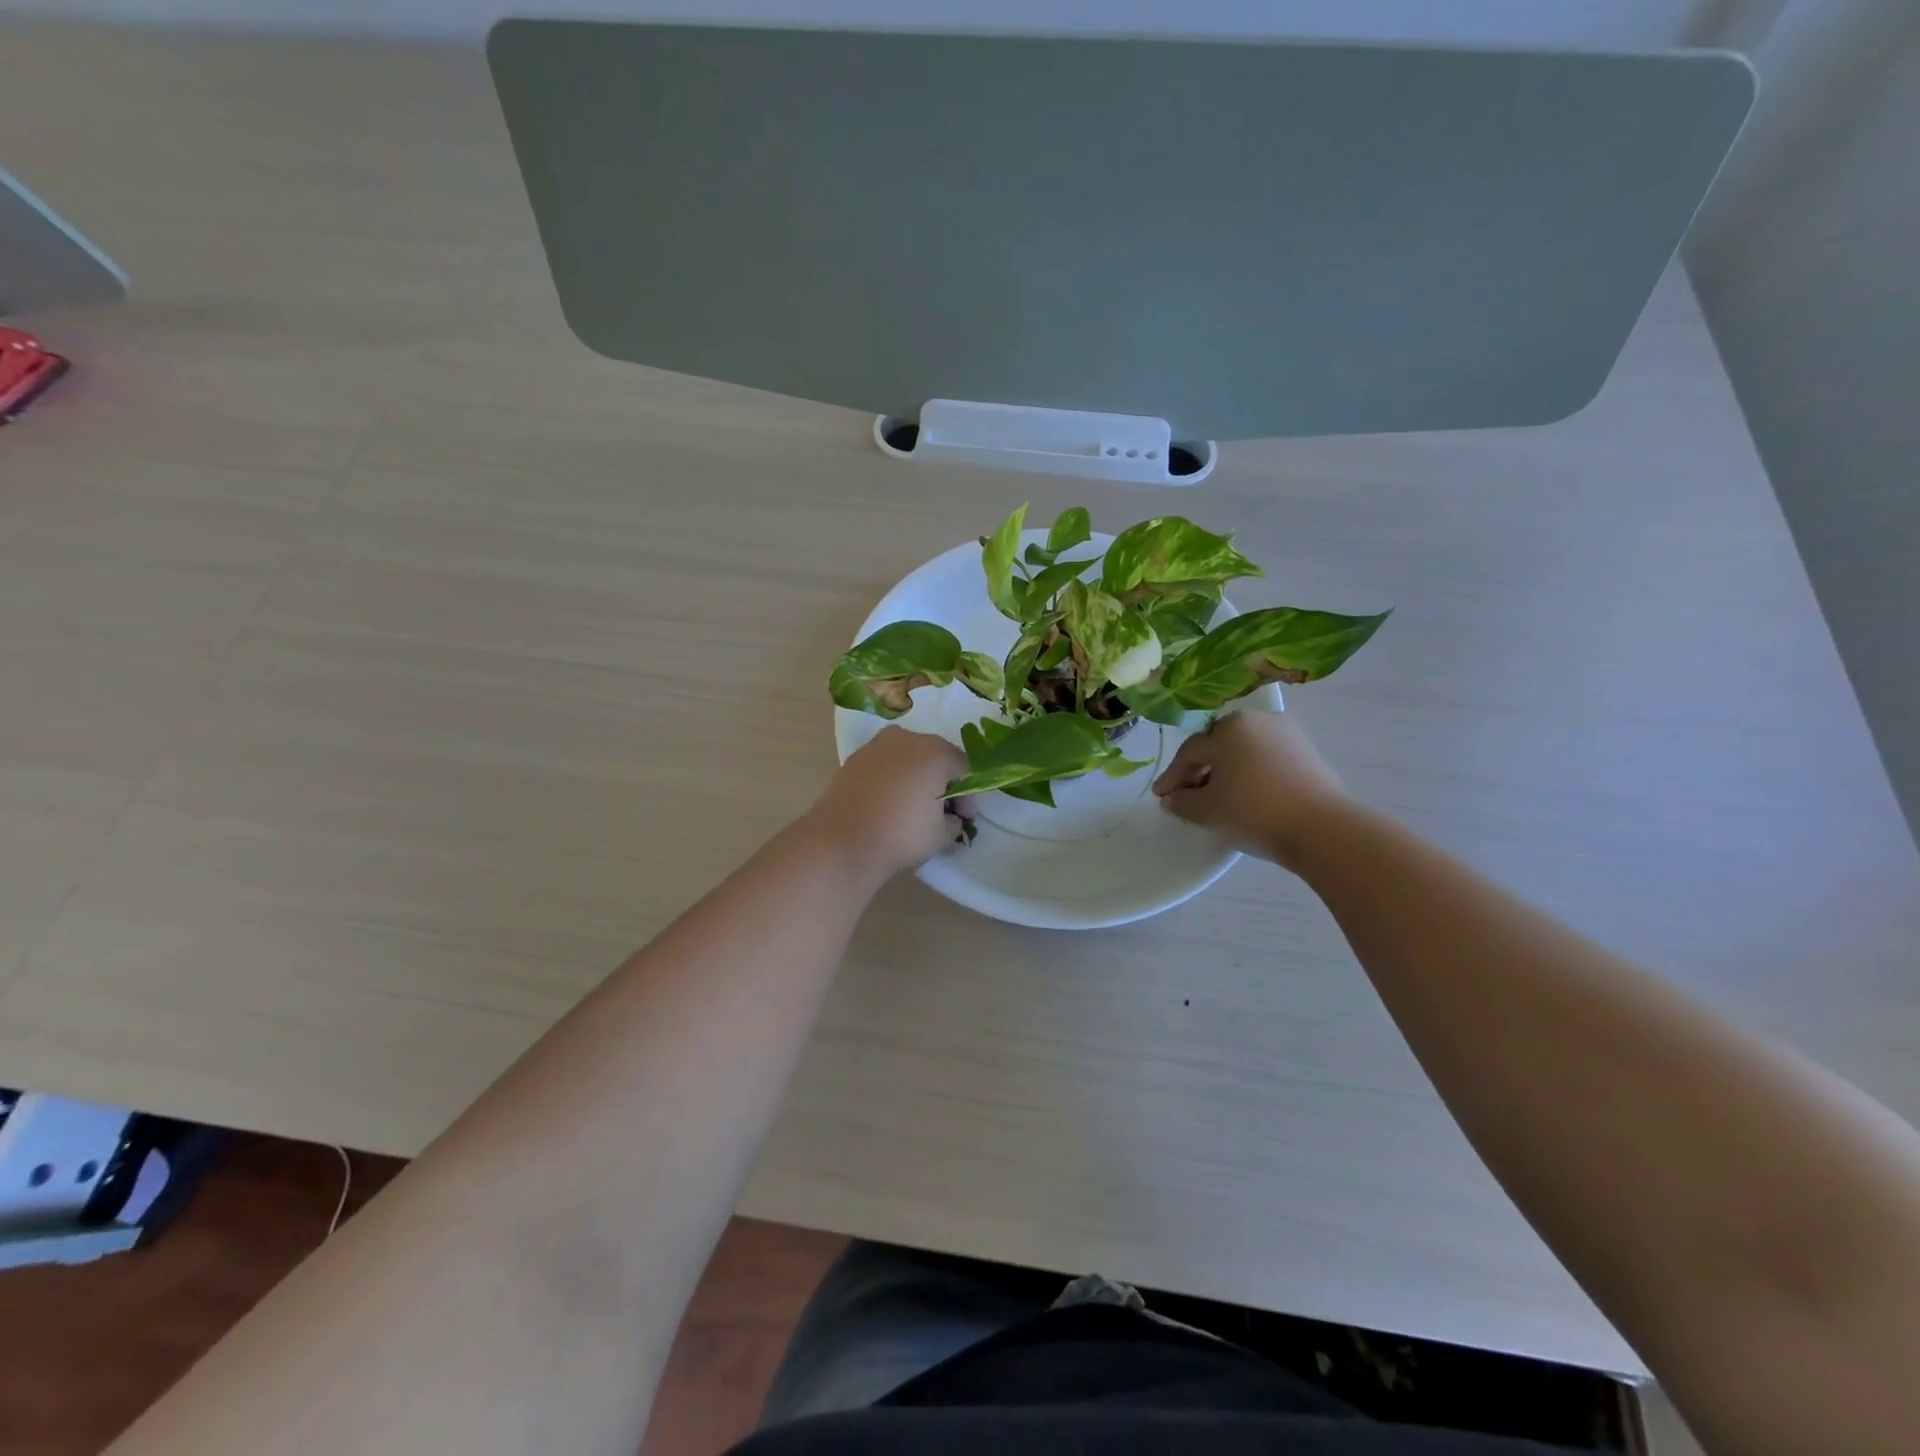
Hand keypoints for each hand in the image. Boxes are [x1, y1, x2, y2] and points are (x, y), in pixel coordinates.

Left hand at [808, 727, 972, 882]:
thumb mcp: (942, 835)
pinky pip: (884, 765)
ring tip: (911, 808)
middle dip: (941, 783)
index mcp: (935, 752)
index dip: (967, 796)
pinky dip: (891, 779)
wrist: (840, 840)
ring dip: (915, 778)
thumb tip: (950, 818)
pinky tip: (887, 804)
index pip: (963, 768)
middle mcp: (907, 739)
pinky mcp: (853, 758)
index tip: (963, 819)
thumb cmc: (900, 834)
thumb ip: (955, 822)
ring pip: (907, 758)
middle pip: (934, 757)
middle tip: (940, 813)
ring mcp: (876, 745)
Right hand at [1152, 711, 1348, 870]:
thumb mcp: (1206, 810)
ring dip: (1226, 773)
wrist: (1321, 829)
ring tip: (1218, 800)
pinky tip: (1247, 798)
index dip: (1173, 777)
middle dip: (1200, 772)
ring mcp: (1287, 735)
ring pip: (1244, 753)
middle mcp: (1258, 720)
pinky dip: (1251, 775)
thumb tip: (1172, 800)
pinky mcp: (1309, 753)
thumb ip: (1182, 802)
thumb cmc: (1253, 811)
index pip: (1191, 752)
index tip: (1161, 798)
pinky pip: (1267, 761)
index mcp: (1229, 727)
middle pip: (1218, 747)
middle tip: (1187, 797)